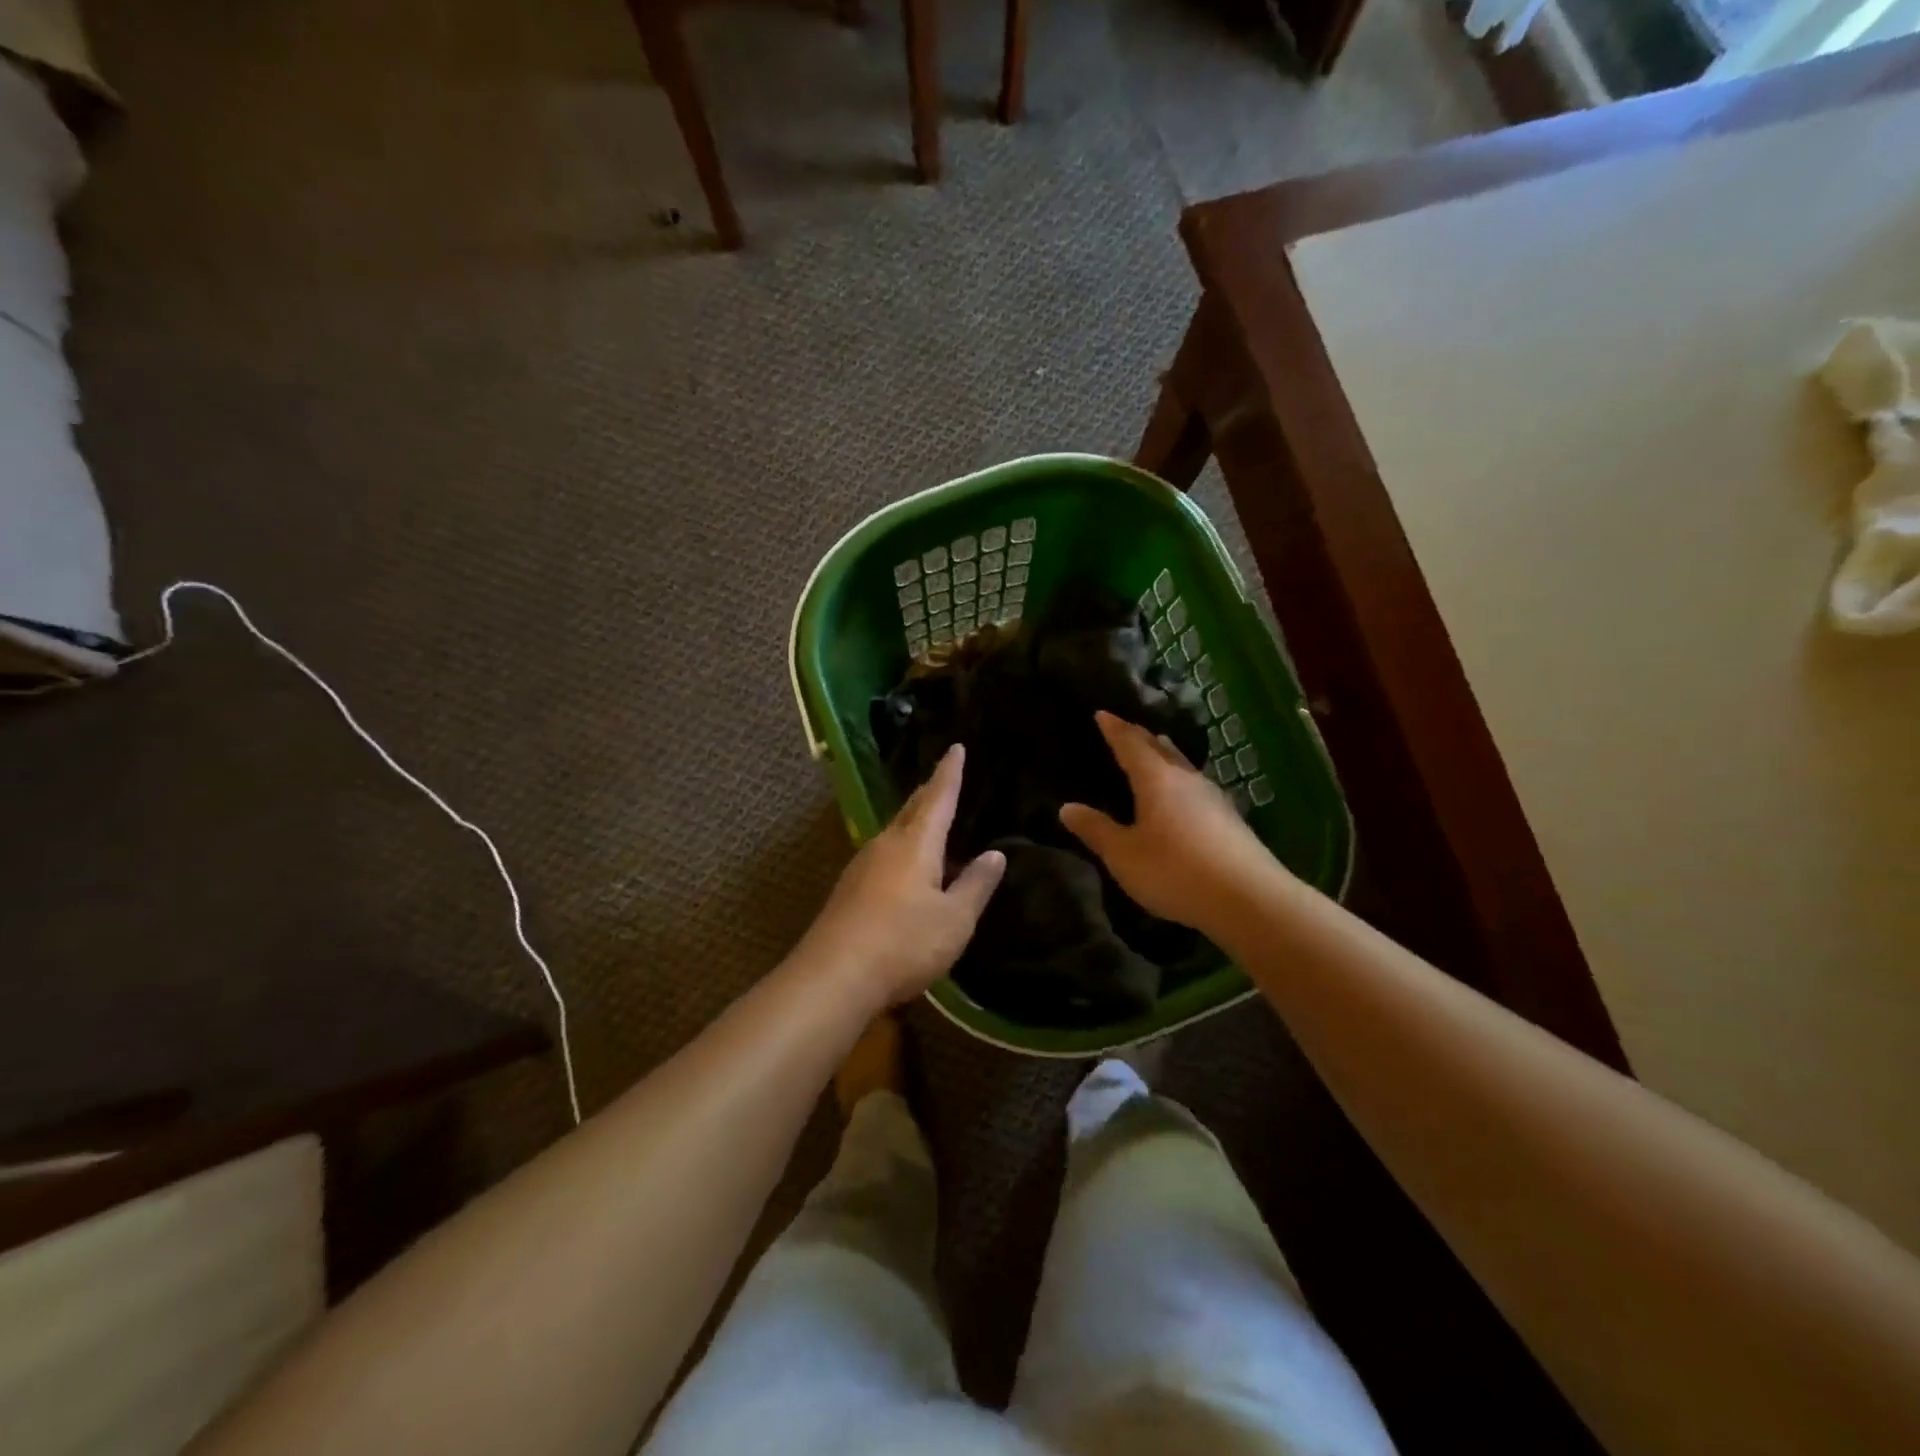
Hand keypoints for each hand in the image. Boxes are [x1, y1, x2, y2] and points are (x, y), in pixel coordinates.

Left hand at [796, 744, 1005, 1008]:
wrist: (834, 977)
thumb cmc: (903, 943)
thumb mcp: (954, 919)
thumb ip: (976, 885)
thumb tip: (995, 854)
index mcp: (915, 843)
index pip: (938, 796)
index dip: (950, 772)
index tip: (956, 747)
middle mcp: (885, 844)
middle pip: (912, 810)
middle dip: (931, 794)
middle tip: (946, 780)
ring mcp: (862, 866)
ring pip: (896, 833)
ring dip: (916, 825)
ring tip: (936, 826)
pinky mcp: (850, 889)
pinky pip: (885, 856)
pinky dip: (904, 851)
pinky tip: (912, 872)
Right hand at [1059, 711, 1279, 931]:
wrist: (1248, 898)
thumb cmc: (1175, 871)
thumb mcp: (1124, 855)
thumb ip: (1096, 830)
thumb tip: (1067, 807)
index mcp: (1156, 779)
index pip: (1130, 744)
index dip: (1115, 729)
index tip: (1102, 713)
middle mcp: (1186, 779)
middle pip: (1161, 748)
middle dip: (1141, 737)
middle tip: (1127, 728)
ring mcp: (1213, 798)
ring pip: (1183, 765)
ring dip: (1166, 755)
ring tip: (1157, 749)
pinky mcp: (1230, 819)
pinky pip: (1196, 786)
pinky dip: (1181, 780)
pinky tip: (1184, 794)